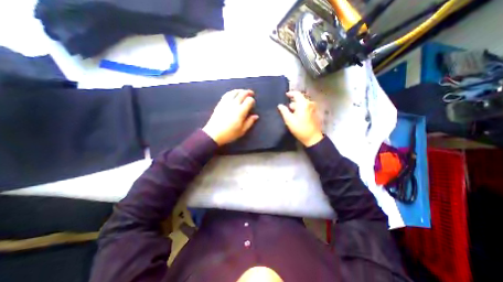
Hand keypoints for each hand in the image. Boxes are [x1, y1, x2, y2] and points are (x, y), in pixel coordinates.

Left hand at [203, 89, 261, 145]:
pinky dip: (231, 92)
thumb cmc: (229, 134)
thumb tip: (256, 116)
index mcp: (241, 111)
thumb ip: (249, 122)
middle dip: (248, 92)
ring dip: (240, 90)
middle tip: (251, 93)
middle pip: (242, 94)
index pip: (249, 100)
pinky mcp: (220, 103)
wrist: (214, 134)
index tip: (253, 104)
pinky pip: (227, 94)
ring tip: (243, 91)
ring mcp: (226, 103)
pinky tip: (233, 93)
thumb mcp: (242, 131)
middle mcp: (234, 104)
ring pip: (234, 92)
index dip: (252, 101)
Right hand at [276, 91, 324, 147]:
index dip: (290, 93)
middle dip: (293, 102)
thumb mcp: (289, 120)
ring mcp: (313, 108)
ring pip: (303, 103)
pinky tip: (297, 115)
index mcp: (303, 103)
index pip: (297, 94)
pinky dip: (301, 109)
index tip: (285, 95)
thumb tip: (280, 105)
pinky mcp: (314, 113)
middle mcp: (309, 103)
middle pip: (300, 98)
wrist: (312, 137)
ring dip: (297, 106)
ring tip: (291, 112)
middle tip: (286, 107)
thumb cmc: (299, 128)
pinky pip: (306, 107)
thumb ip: (284, 111)